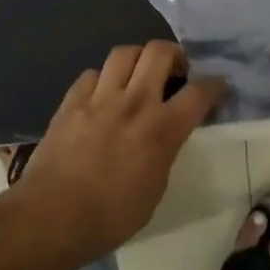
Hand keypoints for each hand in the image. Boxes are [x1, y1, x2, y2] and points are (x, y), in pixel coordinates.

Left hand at [12, 40, 225, 258]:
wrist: (51, 218)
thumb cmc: (110, 217)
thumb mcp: (156, 189)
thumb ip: (165, 152)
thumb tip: (166, 136)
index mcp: (162, 129)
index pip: (199, 92)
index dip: (214, 85)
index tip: (217, 86)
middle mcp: (134, 102)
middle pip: (159, 51)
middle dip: (174, 55)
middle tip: (174, 71)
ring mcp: (99, 98)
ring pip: (124, 52)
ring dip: (138, 59)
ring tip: (138, 75)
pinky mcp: (71, 101)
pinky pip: (92, 73)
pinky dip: (103, 79)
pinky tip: (102, 95)